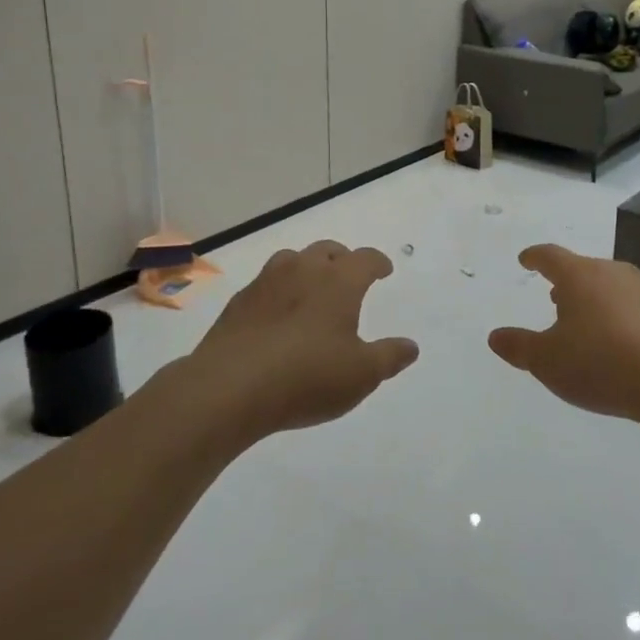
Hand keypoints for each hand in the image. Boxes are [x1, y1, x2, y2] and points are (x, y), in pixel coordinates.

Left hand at [191, 241, 417, 436]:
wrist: (228, 388)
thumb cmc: (306, 377)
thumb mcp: (361, 375)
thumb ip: (389, 357)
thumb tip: (411, 346)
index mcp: (339, 281)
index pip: (365, 259)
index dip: (378, 263)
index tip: (384, 270)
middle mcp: (303, 270)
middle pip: (328, 251)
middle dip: (342, 260)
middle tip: (348, 277)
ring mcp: (267, 282)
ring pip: (293, 260)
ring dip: (307, 268)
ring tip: (311, 290)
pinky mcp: (239, 302)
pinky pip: (266, 284)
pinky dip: (279, 291)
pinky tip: (277, 315)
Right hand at [489, 244, 639, 423]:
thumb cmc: (598, 362)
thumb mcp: (547, 360)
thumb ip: (519, 346)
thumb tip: (495, 336)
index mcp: (578, 275)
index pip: (550, 256)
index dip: (535, 257)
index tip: (526, 259)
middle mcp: (610, 272)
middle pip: (582, 269)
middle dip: (565, 282)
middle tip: (553, 296)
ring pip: (607, 285)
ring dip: (591, 298)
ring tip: (582, 319)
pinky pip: (628, 305)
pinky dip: (614, 315)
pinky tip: (613, 339)